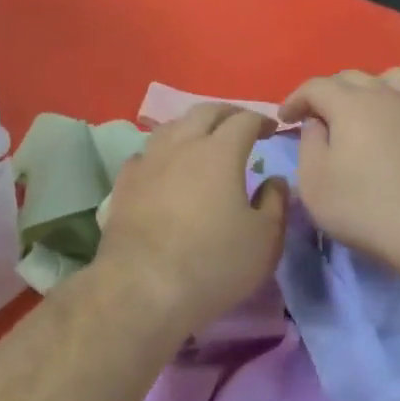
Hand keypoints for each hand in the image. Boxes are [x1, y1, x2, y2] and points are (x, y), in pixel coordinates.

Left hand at [93, 104, 288, 340]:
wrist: (142, 288)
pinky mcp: (124, 185)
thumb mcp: (264, 240)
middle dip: (227, 113)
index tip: (271, 130)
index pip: (243, 120)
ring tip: (202, 140)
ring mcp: (147, 163)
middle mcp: (181, 146)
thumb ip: (275, 203)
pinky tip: (164, 167)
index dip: (261, 120)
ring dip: (192, 127)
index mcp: (220, 152)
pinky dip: (162, 153)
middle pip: (204, 112)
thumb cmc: (214, 263)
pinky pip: (145, 155)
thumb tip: (274, 180)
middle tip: (241, 124)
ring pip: (170, 128)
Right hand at [278, 68, 399, 275]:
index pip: (315, 86)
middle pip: (353, 78)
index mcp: (350, 104)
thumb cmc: (364, 208)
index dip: (295, 99)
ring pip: (395, 79)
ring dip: (373, 89)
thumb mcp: (314, 182)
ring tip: (366, 113)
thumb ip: (309, 144)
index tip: (284, 119)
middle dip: (329, 92)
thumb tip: (317, 124)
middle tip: (318, 119)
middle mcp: (387, 95)